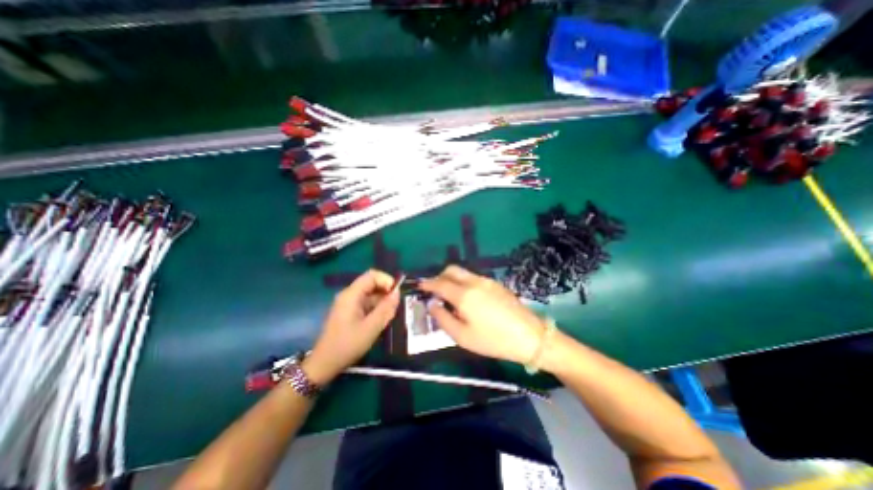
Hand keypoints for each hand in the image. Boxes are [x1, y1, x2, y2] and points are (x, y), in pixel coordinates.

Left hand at [304, 269, 399, 384]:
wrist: (325, 363)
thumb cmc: (348, 344)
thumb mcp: (371, 327)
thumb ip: (386, 308)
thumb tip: (397, 292)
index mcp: (351, 294)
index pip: (372, 275)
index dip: (386, 280)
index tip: (395, 294)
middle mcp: (349, 295)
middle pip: (371, 283)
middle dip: (385, 292)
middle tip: (394, 307)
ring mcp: (348, 303)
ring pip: (370, 294)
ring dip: (382, 301)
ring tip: (388, 316)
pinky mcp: (349, 311)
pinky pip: (366, 303)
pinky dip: (376, 308)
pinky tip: (380, 320)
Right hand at [418, 266, 543, 364]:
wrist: (530, 336)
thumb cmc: (493, 340)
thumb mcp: (463, 337)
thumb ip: (443, 319)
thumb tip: (432, 304)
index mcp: (464, 295)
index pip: (439, 283)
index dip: (427, 283)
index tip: (420, 286)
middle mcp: (474, 282)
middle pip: (451, 270)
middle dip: (440, 277)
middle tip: (435, 291)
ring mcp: (487, 281)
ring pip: (463, 272)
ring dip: (452, 279)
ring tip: (451, 297)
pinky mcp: (496, 284)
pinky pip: (473, 277)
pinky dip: (464, 282)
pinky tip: (468, 298)